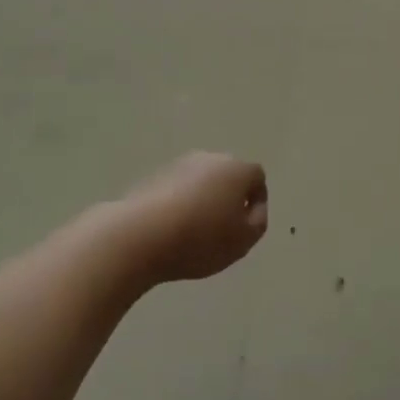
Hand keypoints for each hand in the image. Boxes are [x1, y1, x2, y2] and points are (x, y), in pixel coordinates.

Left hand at [118, 151, 268, 284]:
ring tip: (195, 233)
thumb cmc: (201, 238)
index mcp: (237, 169)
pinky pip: (178, 190)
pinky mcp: (155, 176)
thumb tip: (253, 209)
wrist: (141, 234)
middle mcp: (210, 158)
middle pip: (228, 176)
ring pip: (202, 181)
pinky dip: (180, 204)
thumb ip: (257, 222)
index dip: (257, 202)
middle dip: (229, 199)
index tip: (247, 227)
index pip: (257, 177)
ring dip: (203, 201)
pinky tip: (172, 229)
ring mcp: (180, 164)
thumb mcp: (243, 241)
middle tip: (223, 230)